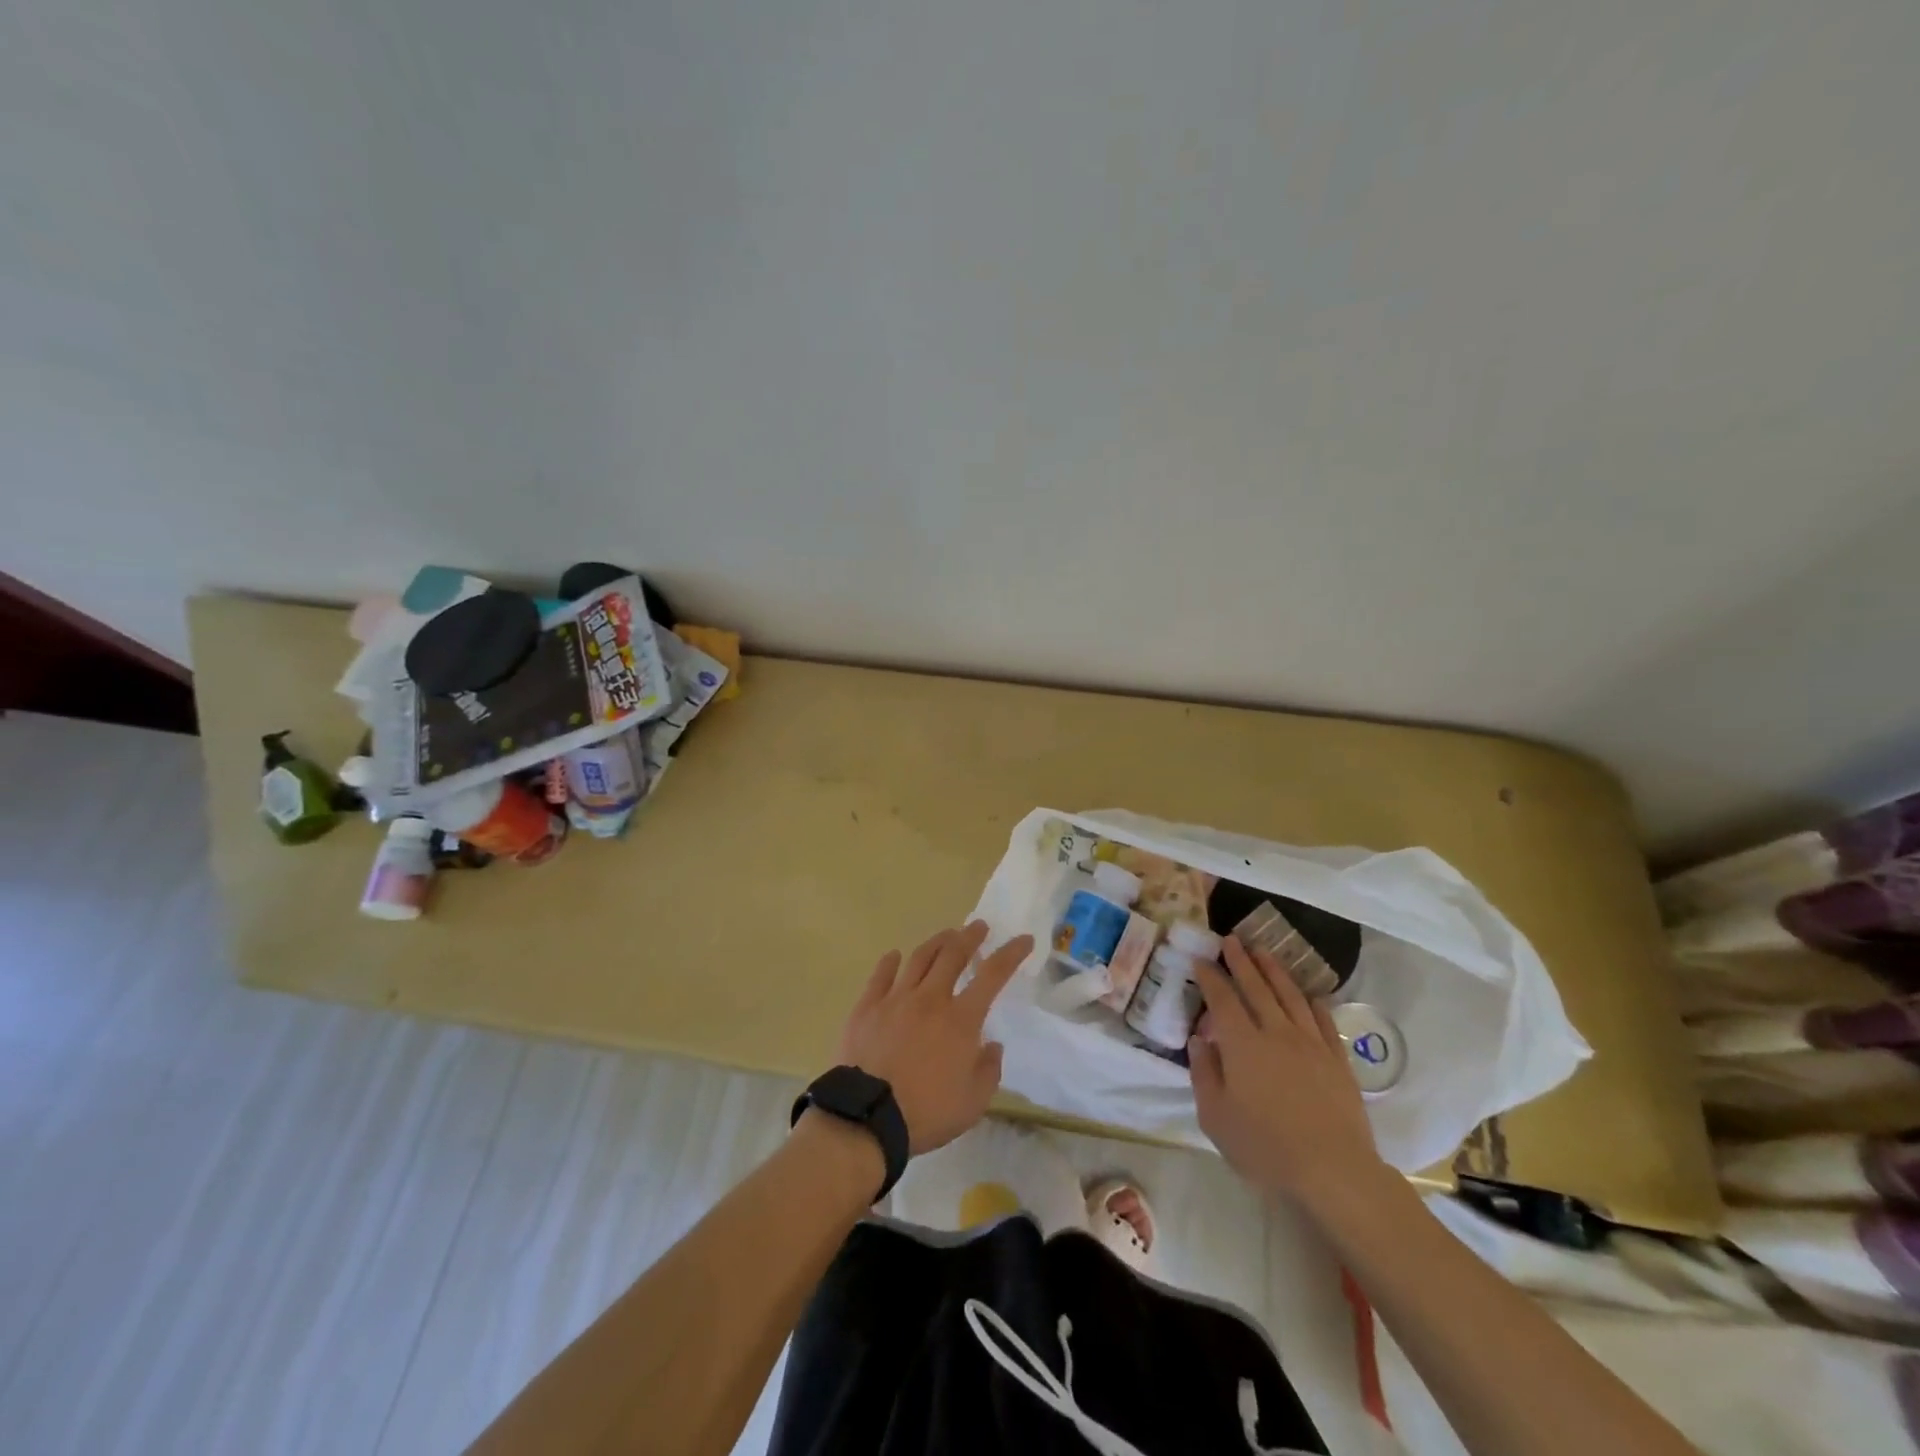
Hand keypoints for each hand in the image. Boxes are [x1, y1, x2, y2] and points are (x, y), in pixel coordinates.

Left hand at [836, 920, 1034, 1154]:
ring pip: (919, 958)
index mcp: (961, 1019)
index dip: (1011, 954)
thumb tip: (991, 1045)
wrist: (868, 1116)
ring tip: (946, 935)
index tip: (1023, 939)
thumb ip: (988, 1070)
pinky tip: (895, 956)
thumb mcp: (973, 1103)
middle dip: (970, 937)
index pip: (993, 975)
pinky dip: (890, 962)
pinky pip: (881, 975)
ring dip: (937, 942)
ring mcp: (896, 999)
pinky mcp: (867, 1007)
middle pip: (953, 955)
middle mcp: (930, 998)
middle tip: (978, 926)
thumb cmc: (926, 1112)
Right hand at [1189, 936, 1387, 1211]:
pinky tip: (1308, 994)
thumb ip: (1204, 1073)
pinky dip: (1312, 1002)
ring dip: (1274, 970)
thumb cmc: (1265, 1147)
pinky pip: (1323, 1020)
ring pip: (1289, 996)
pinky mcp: (1337, 1060)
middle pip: (1256, 987)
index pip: (1222, 999)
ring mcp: (1310, 1043)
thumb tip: (1200, 1040)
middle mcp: (1275, 1032)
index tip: (1201, 959)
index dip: (1210, 977)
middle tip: (1231, 939)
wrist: (1334, 1172)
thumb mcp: (1215, 1117)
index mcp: (1241, 1044)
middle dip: (1241, 961)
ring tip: (1263, 951)